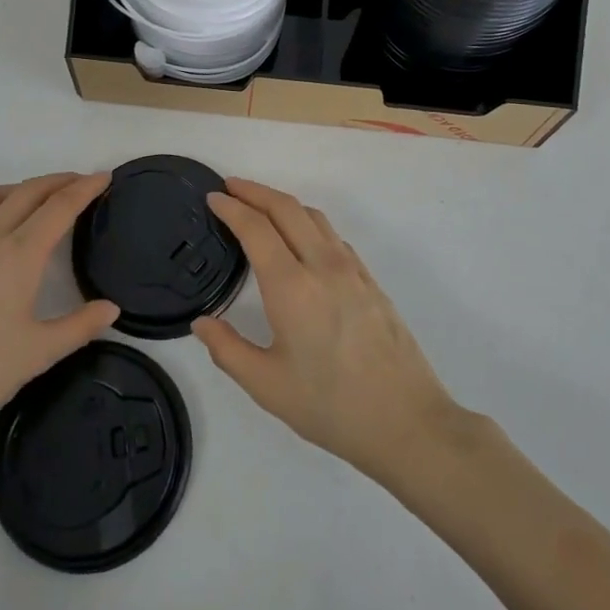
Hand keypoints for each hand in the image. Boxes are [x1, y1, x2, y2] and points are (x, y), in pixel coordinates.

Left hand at [0, 173, 118, 462]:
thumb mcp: (38, 353)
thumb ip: (79, 326)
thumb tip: (111, 308)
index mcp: (19, 255)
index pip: (60, 207)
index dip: (85, 188)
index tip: (105, 177)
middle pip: (28, 192)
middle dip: (58, 181)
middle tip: (83, 182)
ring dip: (21, 188)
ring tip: (39, 198)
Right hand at [192, 178, 461, 483]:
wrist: (407, 421)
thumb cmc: (331, 406)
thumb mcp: (267, 386)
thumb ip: (228, 350)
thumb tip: (202, 323)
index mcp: (292, 287)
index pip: (256, 228)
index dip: (231, 207)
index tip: (213, 197)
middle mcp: (322, 265)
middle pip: (286, 208)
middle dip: (255, 191)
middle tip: (230, 187)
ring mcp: (352, 270)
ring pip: (314, 217)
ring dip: (283, 203)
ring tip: (261, 208)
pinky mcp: (370, 280)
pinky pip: (333, 237)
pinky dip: (308, 224)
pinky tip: (301, 242)